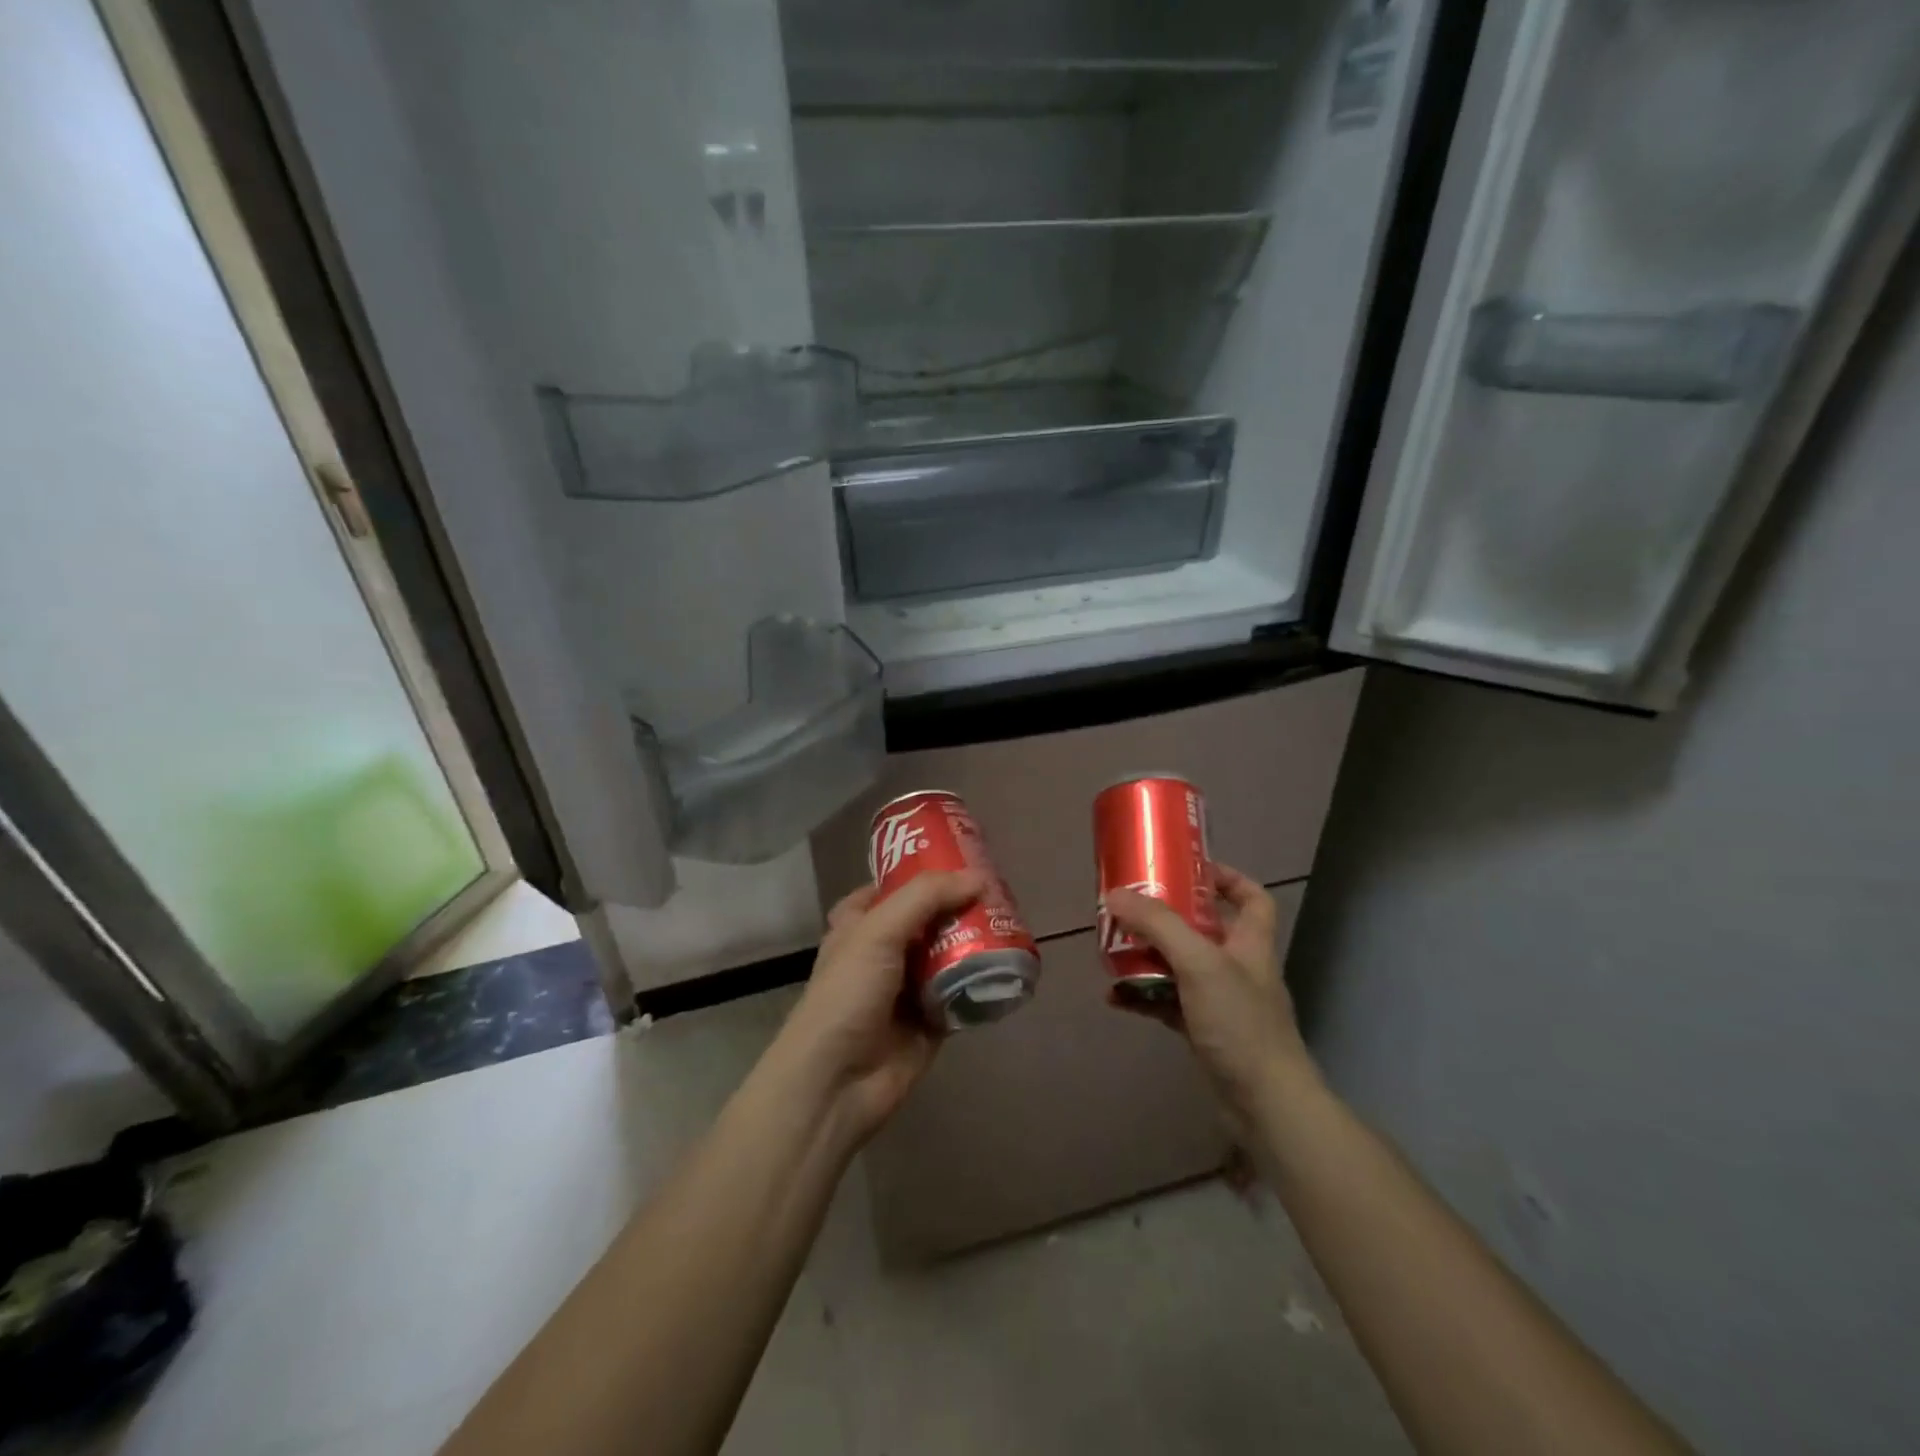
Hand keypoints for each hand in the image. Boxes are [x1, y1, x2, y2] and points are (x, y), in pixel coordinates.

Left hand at [778, 870, 986, 1142]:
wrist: (836, 1083)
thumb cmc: (846, 995)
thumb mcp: (877, 931)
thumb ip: (925, 898)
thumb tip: (978, 878)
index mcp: (858, 927)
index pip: (886, 889)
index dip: (917, 873)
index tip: (956, 858)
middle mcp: (882, 954)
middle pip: (925, 920)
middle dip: (957, 906)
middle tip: (997, 890)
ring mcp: (907, 989)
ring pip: (946, 955)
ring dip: (974, 941)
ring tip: (1012, 920)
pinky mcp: (930, 1022)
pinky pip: (961, 993)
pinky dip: (981, 981)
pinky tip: (1010, 963)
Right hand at [1103, 863, 1314, 1120]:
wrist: (1265, 1104)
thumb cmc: (1240, 1023)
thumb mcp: (1199, 962)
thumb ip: (1158, 925)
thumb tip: (1116, 894)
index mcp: (1250, 943)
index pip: (1251, 897)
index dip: (1227, 878)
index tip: (1188, 869)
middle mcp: (1238, 967)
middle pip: (1203, 930)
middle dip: (1165, 919)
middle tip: (1130, 910)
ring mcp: (1221, 1002)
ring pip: (1179, 967)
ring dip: (1147, 958)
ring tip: (1112, 950)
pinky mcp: (1204, 1031)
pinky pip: (1167, 1003)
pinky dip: (1142, 997)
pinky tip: (1114, 998)